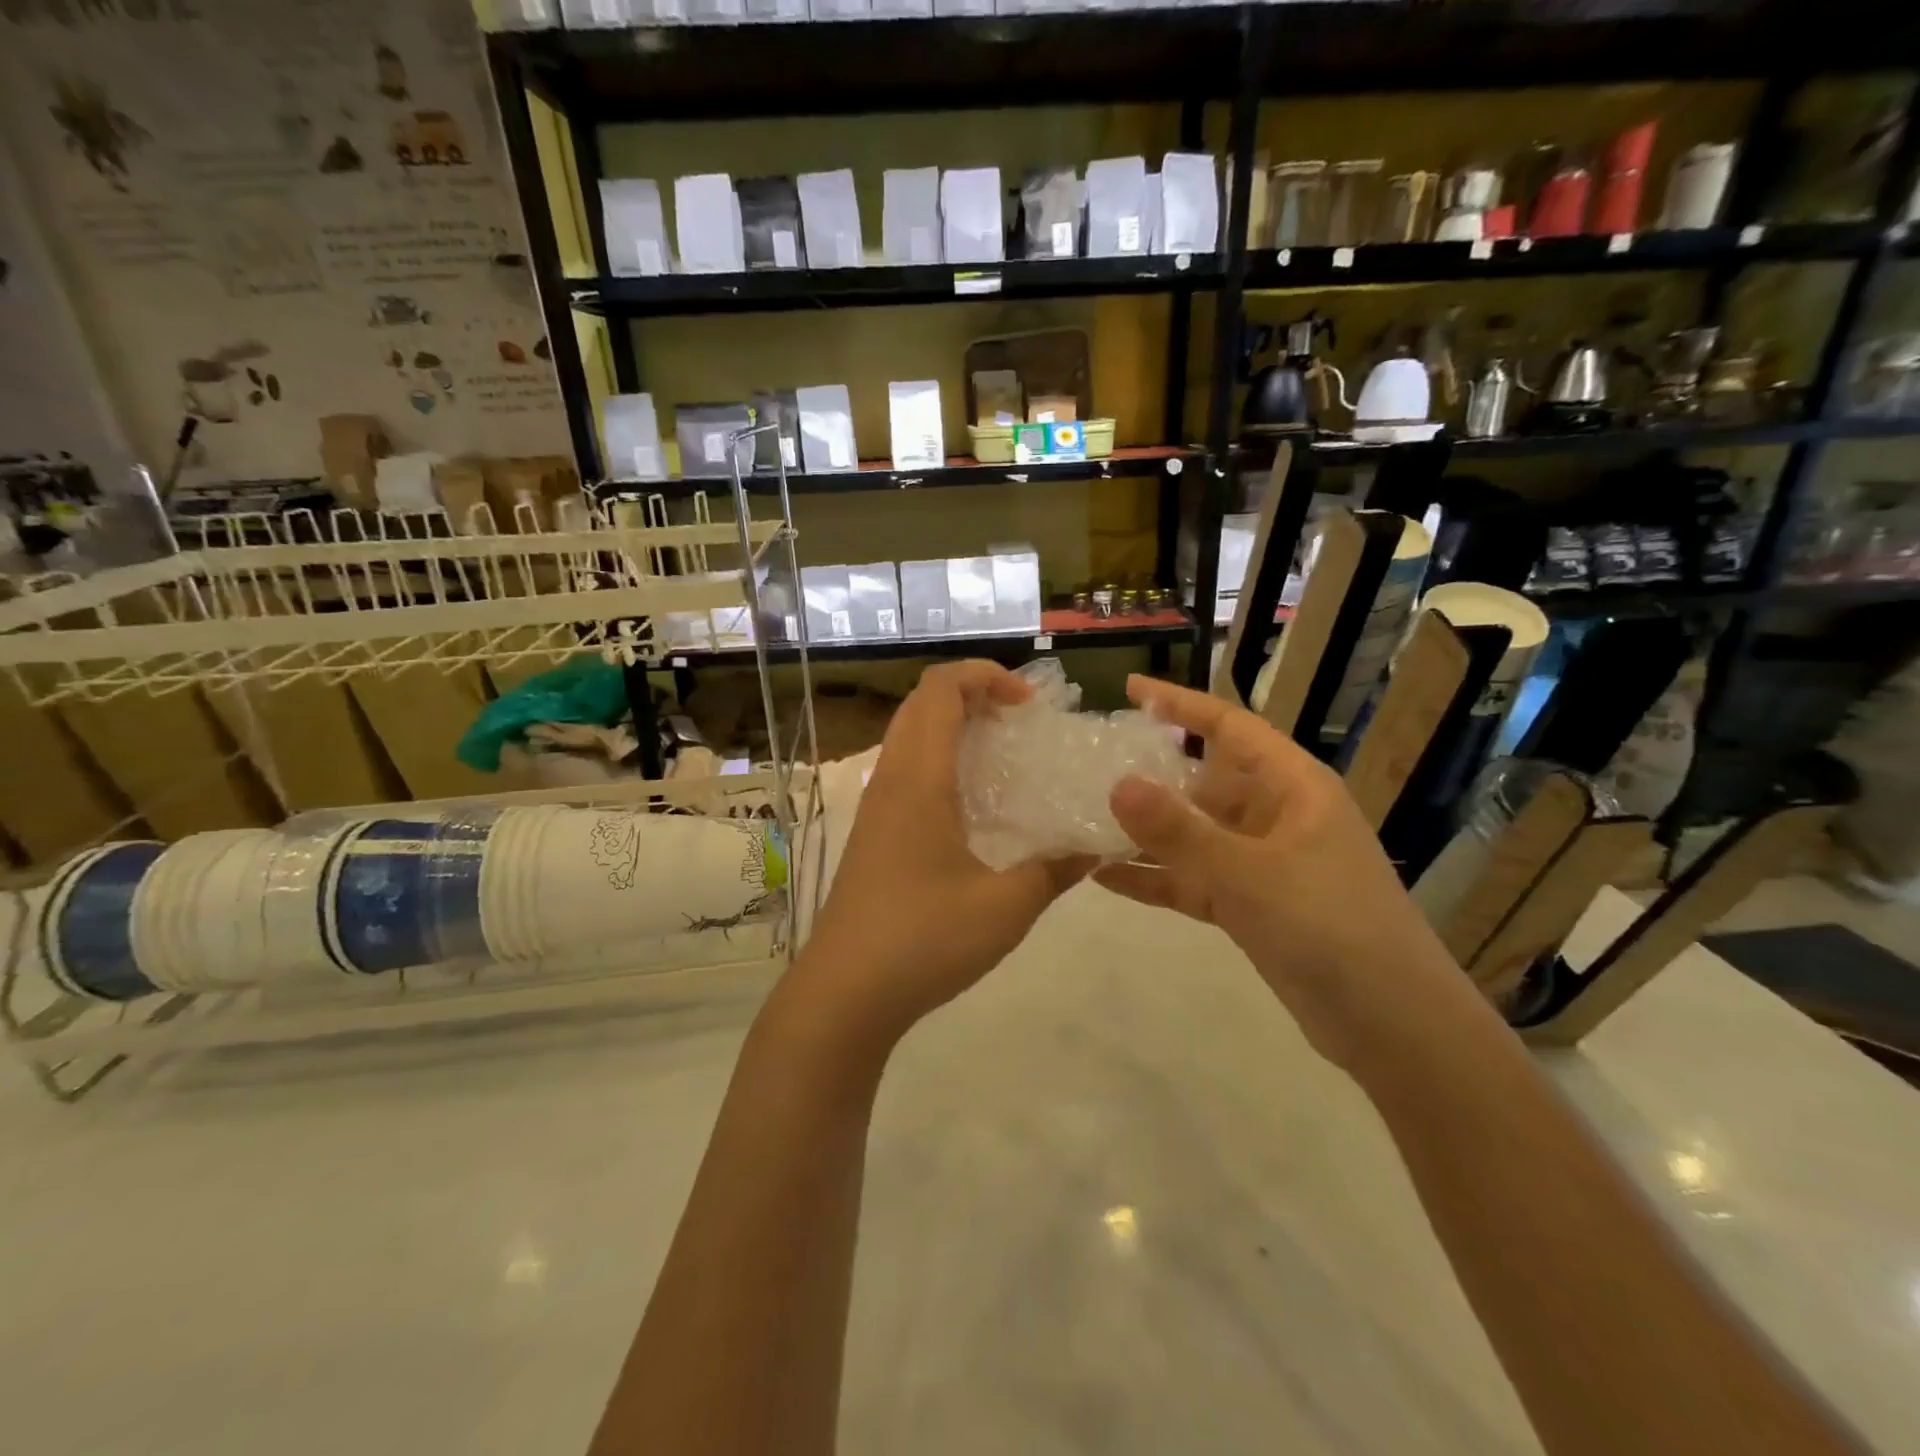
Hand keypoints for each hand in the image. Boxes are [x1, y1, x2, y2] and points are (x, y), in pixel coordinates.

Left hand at [790, 661, 1089, 1045]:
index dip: (985, 676)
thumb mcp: (1006, 908)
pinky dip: (939, 759)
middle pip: (921, 703)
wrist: (844, 994)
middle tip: (1020, 722)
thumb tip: (1095, 848)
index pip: (941, 689)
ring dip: (953, 726)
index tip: (1029, 704)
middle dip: (972, 694)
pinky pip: (904, 769)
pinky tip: (972, 805)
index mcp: (919, 779)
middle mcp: (891, 780)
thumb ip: (1054, 871)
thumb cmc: (924, 940)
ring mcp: (876, 807)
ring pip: (908, 735)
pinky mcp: (872, 834)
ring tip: (1001, 755)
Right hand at [1096, 675, 1463, 1069]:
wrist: (1392, 1026)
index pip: (1229, 727)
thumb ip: (1180, 831)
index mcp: (1292, 787)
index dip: (1180, 704)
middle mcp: (1275, 816)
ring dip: (1145, 832)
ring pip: (1192, 834)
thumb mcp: (1249, 874)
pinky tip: (1103, 877)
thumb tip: (1117, 784)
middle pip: (1202, 781)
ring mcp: (1261, 863)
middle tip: (1088, 766)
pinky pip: (1192, 879)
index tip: (1129, 690)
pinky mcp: (1250, 906)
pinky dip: (1155, 877)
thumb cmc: (1331, 928)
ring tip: (1083, 821)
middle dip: (1149, 775)